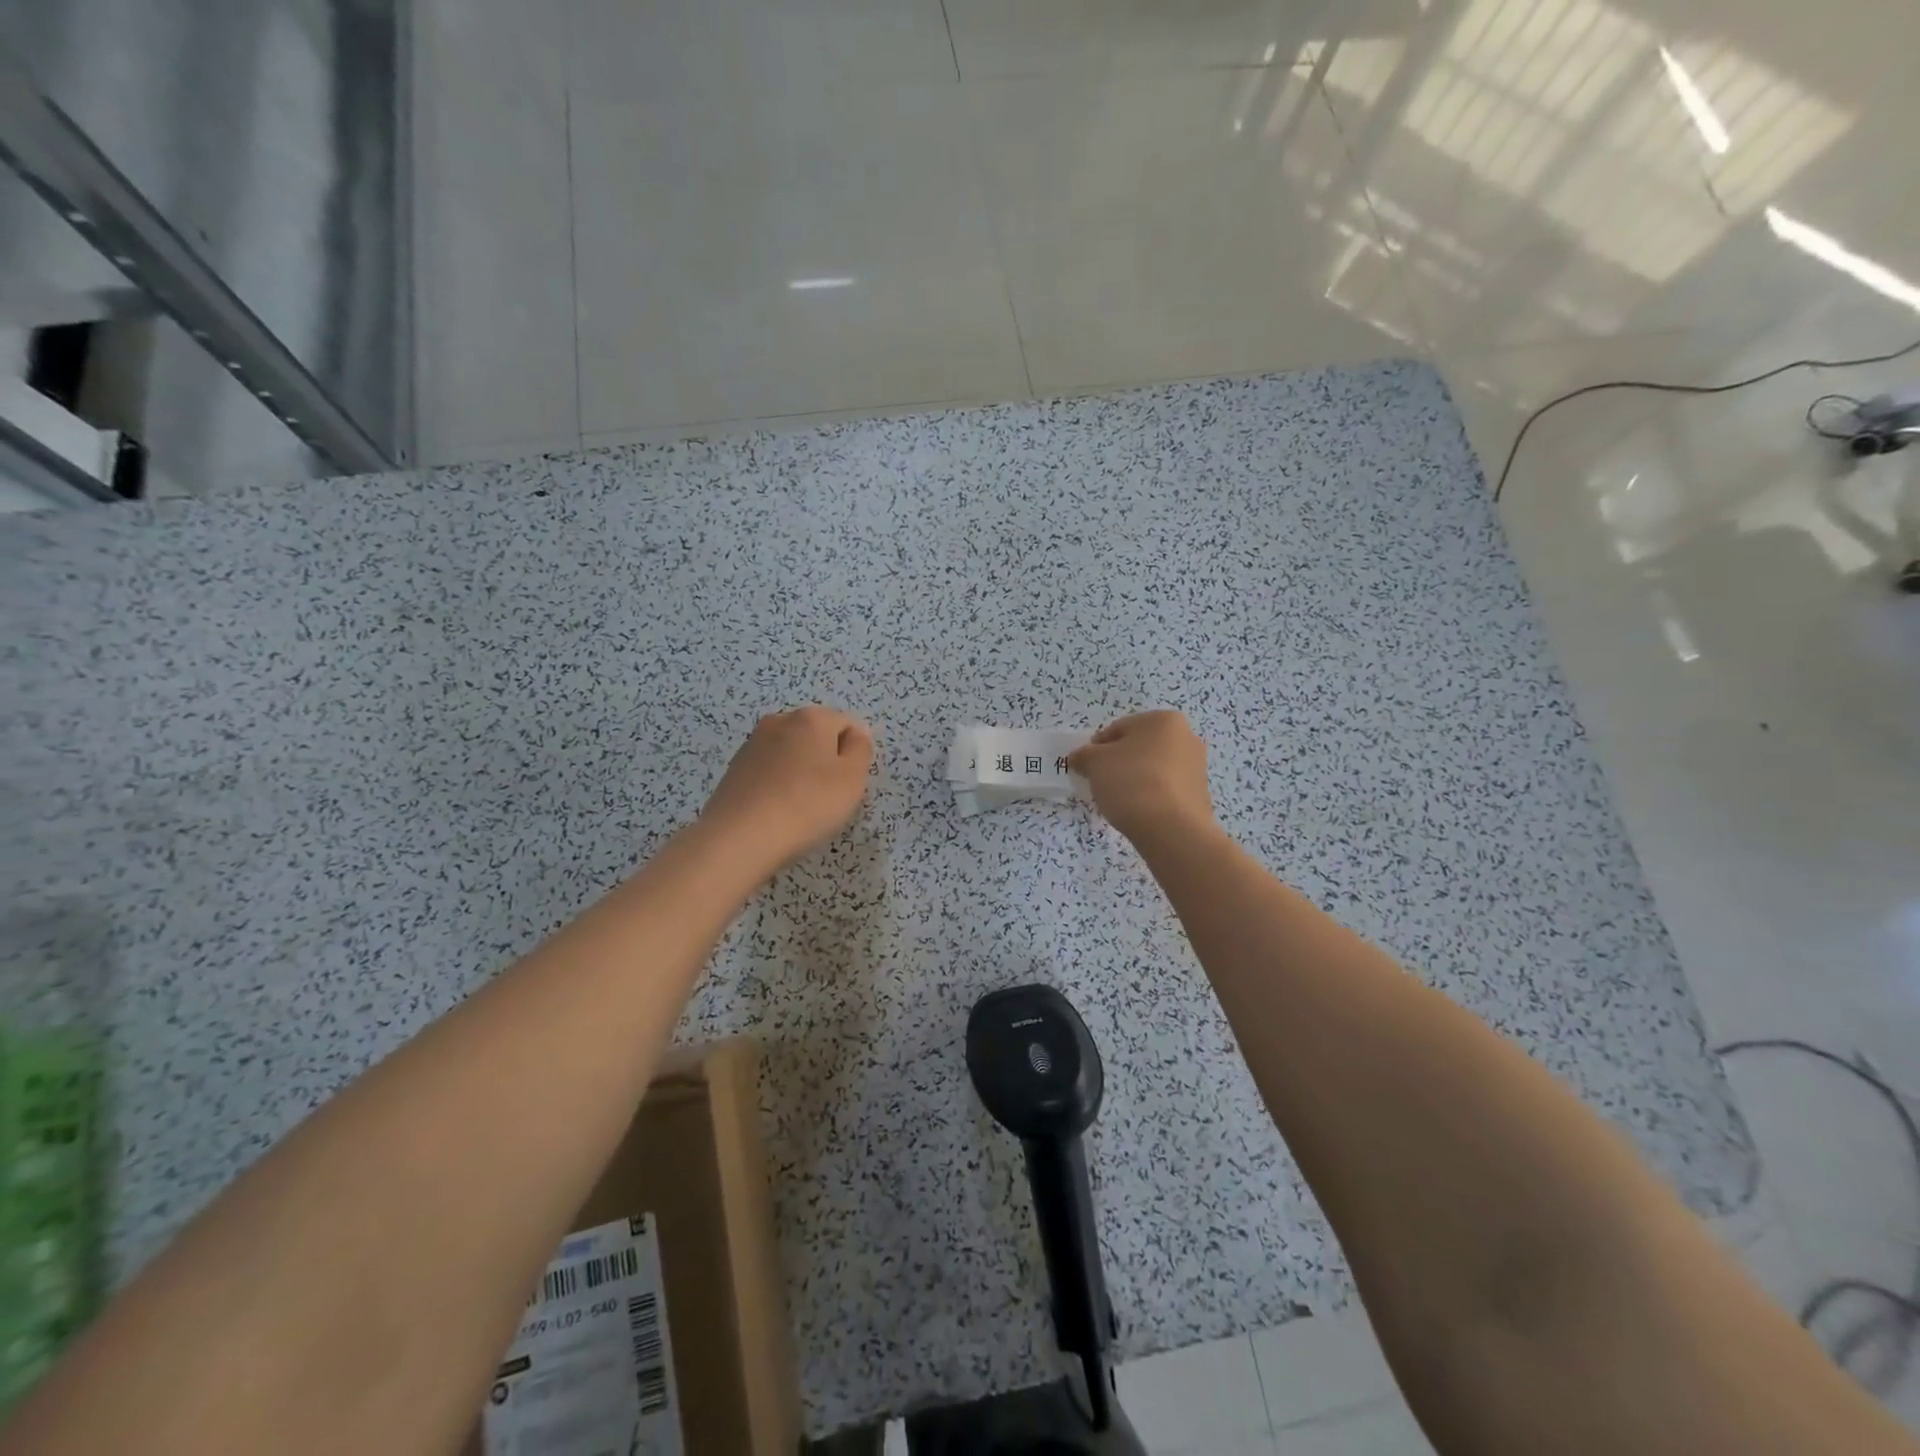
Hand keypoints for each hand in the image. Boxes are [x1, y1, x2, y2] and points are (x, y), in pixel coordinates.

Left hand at [699, 706, 874, 874]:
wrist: (741, 836)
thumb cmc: (808, 804)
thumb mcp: (853, 778)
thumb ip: (861, 749)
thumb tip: (856, 734)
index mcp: (812, 717)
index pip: (847, 725)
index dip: (854, 755)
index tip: (849, 784)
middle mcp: (780, 720)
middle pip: (817, 736)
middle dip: (826, 761)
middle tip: (828, 797)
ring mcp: (753, 744)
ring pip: (791, 753)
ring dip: (801, 773)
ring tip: (801, 807)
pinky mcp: (734, 768)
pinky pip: (769, 771)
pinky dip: (778, 785)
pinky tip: (777, 810)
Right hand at [1068, 711, 1213, 844]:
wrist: (1171, 829)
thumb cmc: (1131, 782)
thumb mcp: (1094, 763)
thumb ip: (1083, 755)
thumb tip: (1080, 758)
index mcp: (1163, 720)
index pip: (1118, 729)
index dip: (1096, 748)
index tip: (1086, 768)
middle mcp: (1186, 737)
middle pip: (1139, 748)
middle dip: (1118, 763)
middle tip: (1101, 784)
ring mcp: (1197, 767)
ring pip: (1153, 768)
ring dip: (1135, 779)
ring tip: (1120, 801)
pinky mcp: (1200, 794)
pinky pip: (1166, 789)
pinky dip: (1151, 796)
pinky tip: (1139, 811)